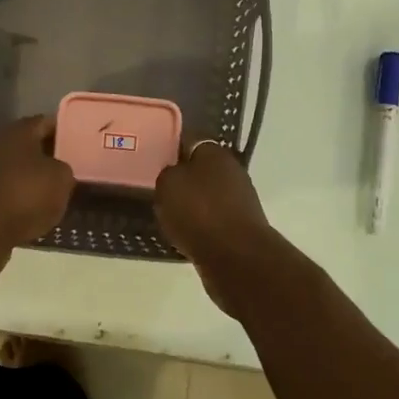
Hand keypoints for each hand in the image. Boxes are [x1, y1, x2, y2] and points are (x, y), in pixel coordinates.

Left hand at [0, 115, 74, 280]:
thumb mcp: (61, 179)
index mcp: (19, 130)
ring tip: (57, 195)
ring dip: (34, 181)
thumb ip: (65, 170)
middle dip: (50, 158)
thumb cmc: (25, 194)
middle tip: (72, 170)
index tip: (81, 143)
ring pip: (18, 171)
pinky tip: (35, 214)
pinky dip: (20, 201)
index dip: (66, 132)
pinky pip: (7, 194)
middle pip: (31, 147)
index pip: (48, 123)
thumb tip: (58, 172)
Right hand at [154, 142, 284, 314]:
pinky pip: (213, 220)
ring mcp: (240, 200)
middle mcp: (232, 171)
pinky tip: (185, 236)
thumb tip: (175, 173)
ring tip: (169, 216)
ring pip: (208, 196)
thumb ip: (168, 173)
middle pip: (201, 170)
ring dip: (192, 205)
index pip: (191, 142)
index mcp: (216, 153)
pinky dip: (201, 226)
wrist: (235, 256)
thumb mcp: (168, 184)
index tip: (157, 162)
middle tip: (160, 190)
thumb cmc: (198, 212)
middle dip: (184, 179)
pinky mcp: (241, 227)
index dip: (173, 150)